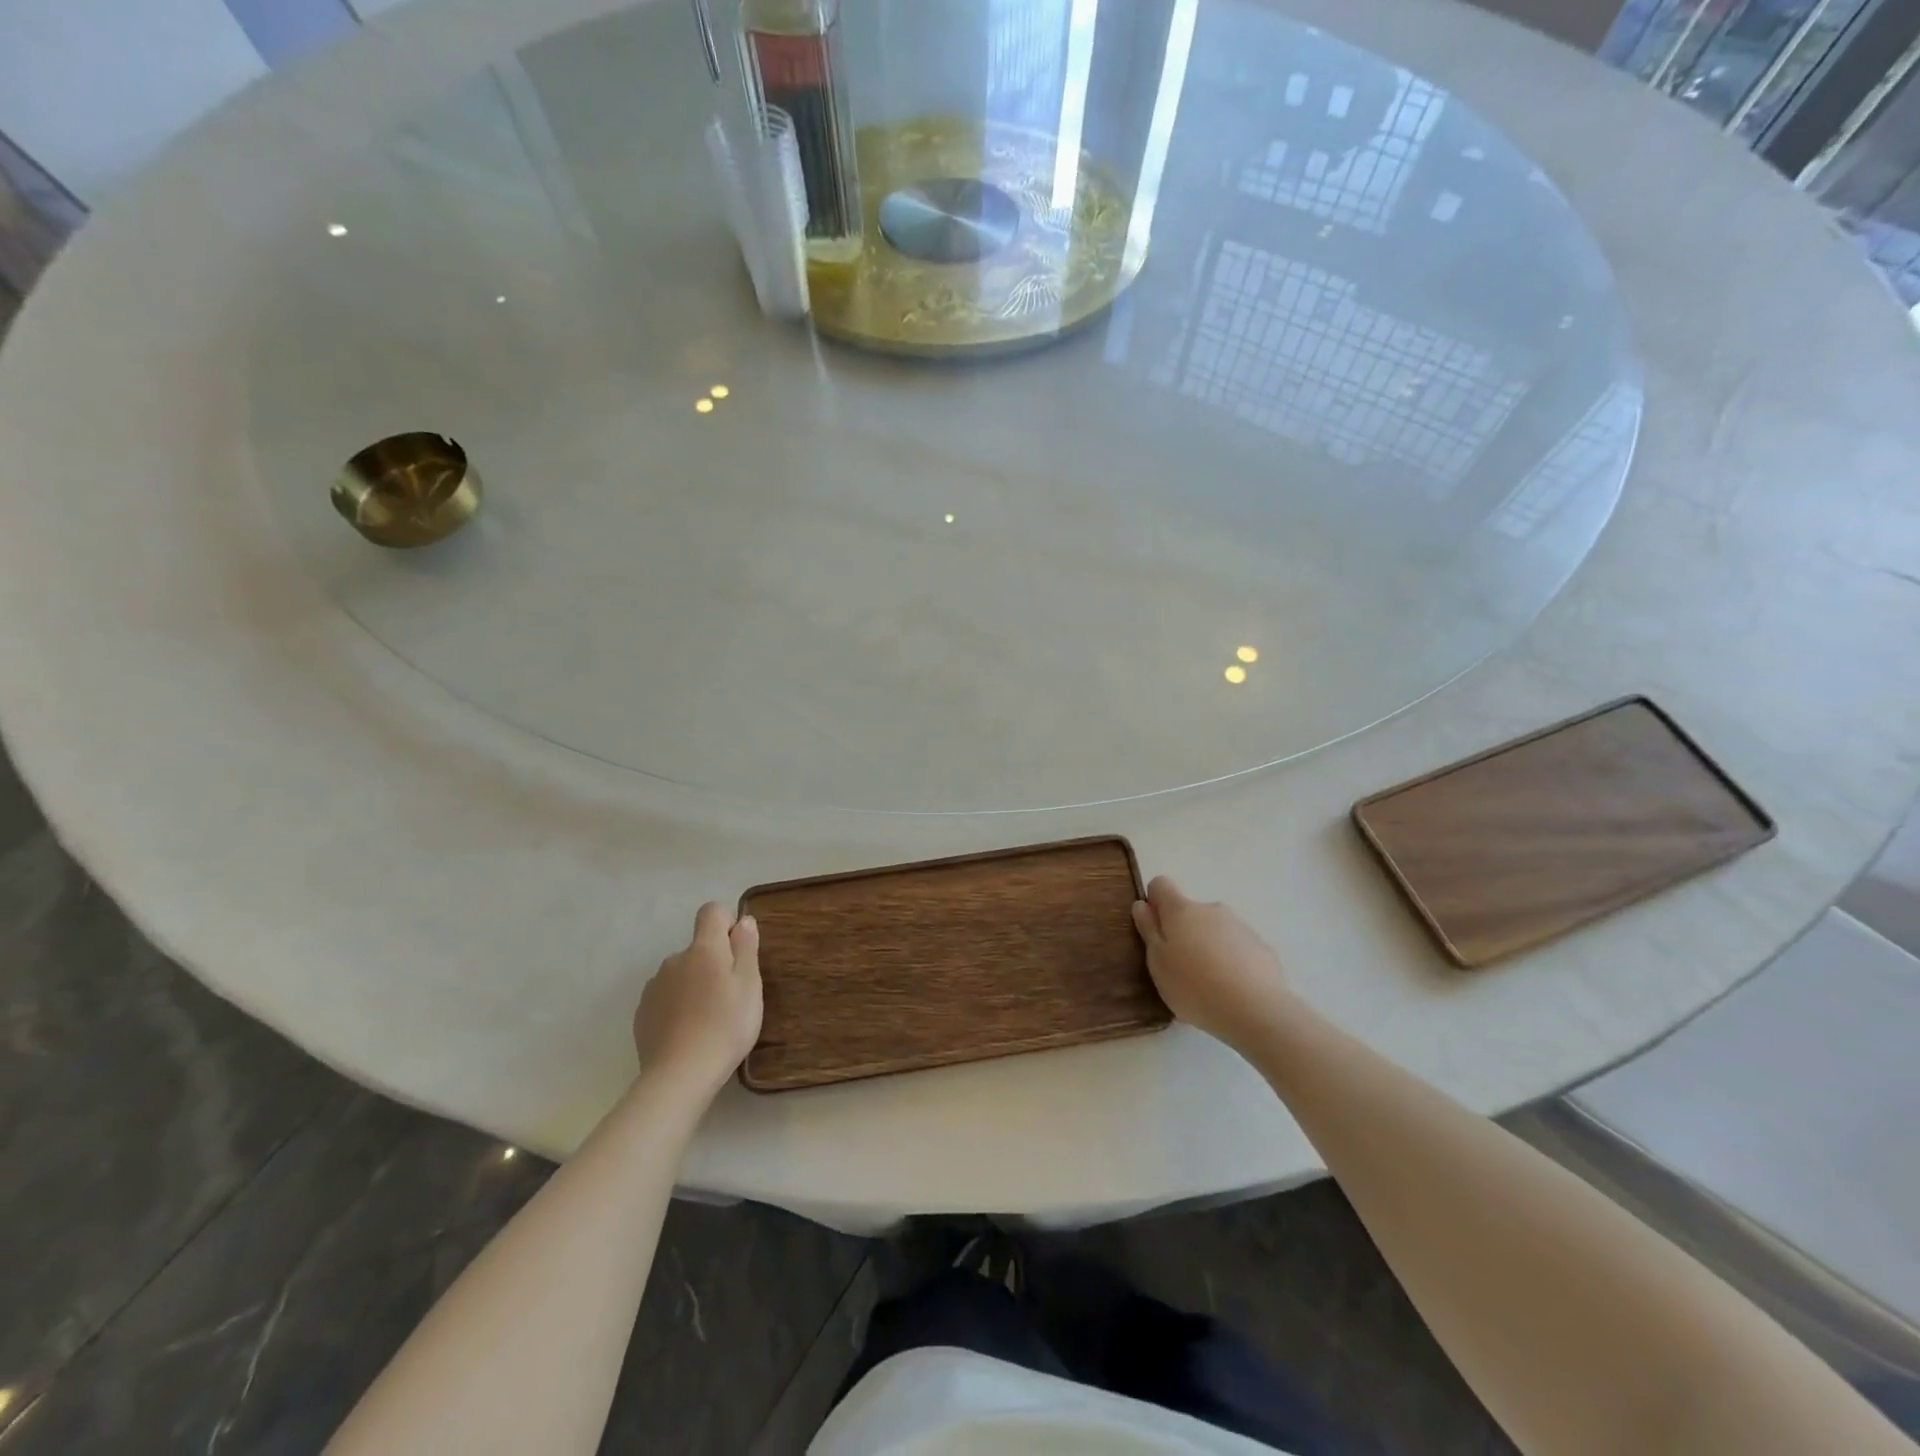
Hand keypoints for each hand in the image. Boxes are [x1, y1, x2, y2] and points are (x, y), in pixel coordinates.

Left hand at [633, 903, 762, 1095]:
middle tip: (730, 996)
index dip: (726, 924)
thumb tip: (743, 920)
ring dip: (695, 985)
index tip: (738, 951)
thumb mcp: (750, 985)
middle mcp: (674, 959)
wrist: (679, 1075)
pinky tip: (688, 1032)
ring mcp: (654, 986)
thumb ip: (746, 947)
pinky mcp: (642, 1013)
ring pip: (681, 974)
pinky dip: (678, 1006)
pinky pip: (666, 997)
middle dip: (713, 962)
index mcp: (703, 949)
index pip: (711, 912)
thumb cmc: (725, 1025)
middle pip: (698, 948)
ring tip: (708, 1019)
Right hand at [1132, 877, 1298, 1053]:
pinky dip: (1231, 961)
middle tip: (1180, 968)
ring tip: (1208, 984)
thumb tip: (1143, 904)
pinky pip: (1238, 947)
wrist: (1256, 1010)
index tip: (1155, 930)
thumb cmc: (1194, 986)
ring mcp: (1240, 926)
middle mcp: (1211, 909)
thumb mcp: (1158, 962)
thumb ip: (1148, 930)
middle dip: (1183, 932)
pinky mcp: (1262, 947)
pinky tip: (1233, 989)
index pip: (1161, 884)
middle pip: (1190, 911)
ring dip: (1208, 947)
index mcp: (1182, 910)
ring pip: (1215, 930)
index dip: (1155, 903)